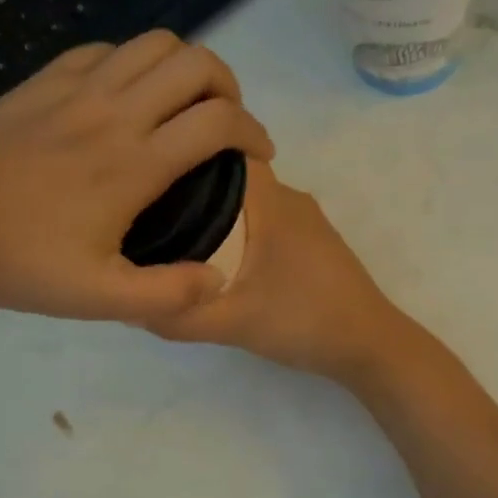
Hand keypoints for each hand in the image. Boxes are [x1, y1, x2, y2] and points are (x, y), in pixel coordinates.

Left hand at [0, 31, 273, 321]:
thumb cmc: (16, 259)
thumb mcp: (95, 297)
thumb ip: (165, 295)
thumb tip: (217, 279)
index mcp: (135, 163)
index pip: (218, 122)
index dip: (254, 132)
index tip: (258, 155)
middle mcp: (115, 112)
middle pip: (195, 63)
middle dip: (228, 86)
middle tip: (223, 123)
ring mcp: (77, 88)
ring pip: (153, 43)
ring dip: (184, 66)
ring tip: (182, 102)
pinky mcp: (44, 80)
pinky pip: (105, 50)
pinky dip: (132, 63)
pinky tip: (124, 96)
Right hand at [145, 162, 427, 385]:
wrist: (370, 346)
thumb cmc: (304, 321)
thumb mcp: (232, 323)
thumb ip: (178, 316)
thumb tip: (127, 304)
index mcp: (270, 199)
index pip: (220, 150)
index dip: (181, 155)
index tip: (144, 174)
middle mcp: (288, 196)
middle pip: (228, 175)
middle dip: (188, 188)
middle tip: (145, 212)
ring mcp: (304, 218)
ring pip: (246, 200)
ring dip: (213, 212)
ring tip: (170, 235)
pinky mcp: (311, 241)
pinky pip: (262, 220)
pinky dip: (236, 229)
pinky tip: (213, 258)